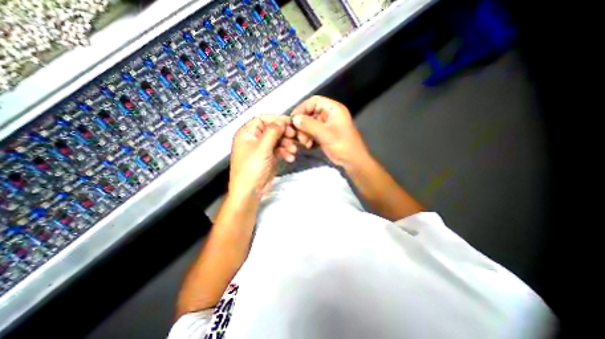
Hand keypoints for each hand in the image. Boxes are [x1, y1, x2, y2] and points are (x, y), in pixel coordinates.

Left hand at [229, 115, 296, 197]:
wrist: (250, 192)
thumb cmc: (251, 169)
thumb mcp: (262, 149)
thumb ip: (272, 132)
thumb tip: (281, 121)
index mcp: (247, 133)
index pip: (263, 119)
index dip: (277, 119)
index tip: (290, 123)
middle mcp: (254, 139)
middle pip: (272, 130)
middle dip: (284, 134)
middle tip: (294, 136)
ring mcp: (262, 148)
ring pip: (277, 140)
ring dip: (287, 144)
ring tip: (293, 150)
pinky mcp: (269, 157)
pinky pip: (279, 150)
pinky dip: (285, 152)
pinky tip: (290, 158)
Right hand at [292, 95, 370, 167]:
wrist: (352, 161)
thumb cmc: (342, 145)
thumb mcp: (325, 134)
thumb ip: (309, 125)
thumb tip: (294, 119)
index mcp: (333, 109)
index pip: (314, 101)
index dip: (302, 108)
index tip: (293, 118)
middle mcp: (329, 115)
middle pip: (310, 113)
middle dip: (303, 124)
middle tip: (299, 135)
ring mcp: (326, 125)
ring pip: (309, 124)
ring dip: (304, 133)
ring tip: (305, 142)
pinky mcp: (324, 134)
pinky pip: (311, 132)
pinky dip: (308, 137)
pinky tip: (308, 145)